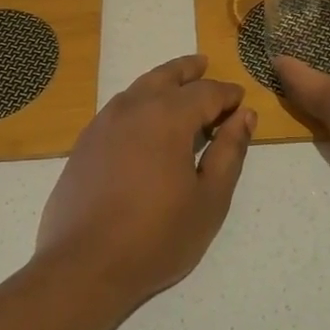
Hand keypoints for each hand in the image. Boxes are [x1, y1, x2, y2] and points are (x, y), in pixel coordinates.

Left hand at [35, 55, 255, 311]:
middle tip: (204, 64)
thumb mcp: (209, 199)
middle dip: (189, 71)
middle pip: (166, 77)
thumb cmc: (157, 236)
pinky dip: (137, 102)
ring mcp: (103, 124)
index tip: (240, 101)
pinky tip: (142, 119)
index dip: (227, 94)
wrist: (85, 265)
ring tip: (176, 85)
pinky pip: (117, 108)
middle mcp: (133, 108)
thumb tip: (244, 115)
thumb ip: (229, 152)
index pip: (206, 92)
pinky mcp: (84, 144)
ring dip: (161, 82)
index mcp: (168, 117)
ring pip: (138, 88)